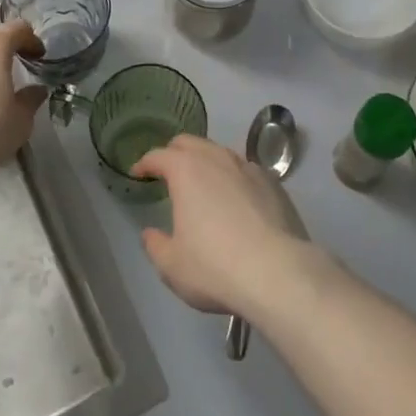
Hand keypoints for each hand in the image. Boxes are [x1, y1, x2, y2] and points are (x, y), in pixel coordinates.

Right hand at [131, 135, 316, 319]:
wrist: (277, 273)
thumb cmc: (215, 267)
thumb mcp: (172, 266)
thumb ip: (155, 245)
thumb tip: (150, 234)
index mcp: (186, 171)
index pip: (158, 155)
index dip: (145, 163)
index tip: (138, 173)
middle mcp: (216, 159)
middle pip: (190, 143)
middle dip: (174, 153)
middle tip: (167, 171)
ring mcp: (248, 167)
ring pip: (220, 152)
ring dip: (206, 161)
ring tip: (202, 183)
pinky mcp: (273, 183)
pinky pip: (246, 170)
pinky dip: (233, 177)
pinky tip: (236, 198)